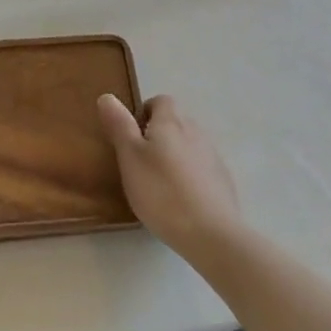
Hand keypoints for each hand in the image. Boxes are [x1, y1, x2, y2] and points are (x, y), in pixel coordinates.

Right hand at [98, 94, 242, 261]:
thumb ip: (119, 125)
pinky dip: (190, 175)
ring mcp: (213, 156)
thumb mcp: (129, 156)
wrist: (211, 233)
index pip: (160, 101)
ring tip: (159, 184)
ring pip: (189, 145)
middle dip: (158, 135)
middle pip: (175, 122)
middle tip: (140, 162)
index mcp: (171, 122)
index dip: (144, 112)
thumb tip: (107, 96)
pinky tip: (181, 200)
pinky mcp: (223, 180)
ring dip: (174, 155)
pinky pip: (201, 167)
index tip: (131, 137)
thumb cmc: (161, 191)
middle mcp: (195, 131)